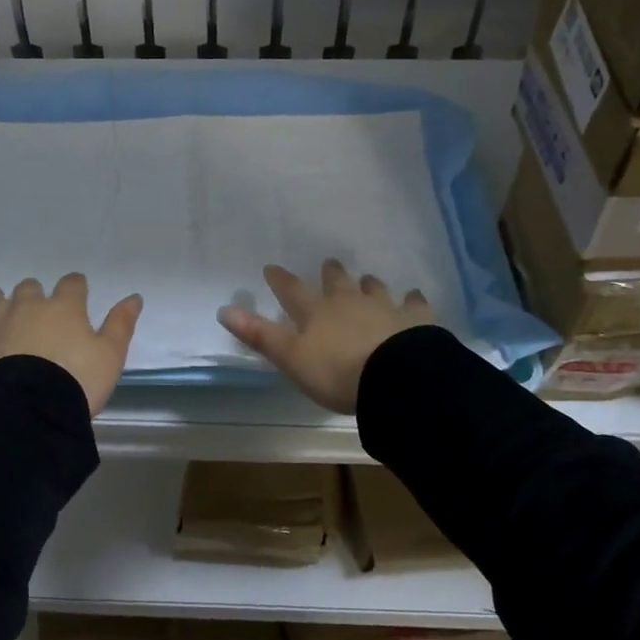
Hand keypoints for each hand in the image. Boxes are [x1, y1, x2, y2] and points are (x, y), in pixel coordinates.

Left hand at [0, 274, 142, 415]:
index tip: (79, 294)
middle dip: (36, 293)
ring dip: (0, 299)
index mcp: (65, 307)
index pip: (73, 284)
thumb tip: (135, 296)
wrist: (30, 409)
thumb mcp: (110, 356)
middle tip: (39, 308)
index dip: (76, 287)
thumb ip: (121, 324)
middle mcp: (29, 306)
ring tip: (0, 300)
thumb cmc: (76, 381)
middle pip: (31, 288)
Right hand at [218, 259, 434, 413]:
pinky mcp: (415, 320)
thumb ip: (259, 335)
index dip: (281, 280)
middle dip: (331, 274)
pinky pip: (414, 304)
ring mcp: (384, 308)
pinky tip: (414, 296)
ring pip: (374, 289)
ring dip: (369, 284)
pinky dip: (413, 300)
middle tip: (330, 263)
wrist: (395, 377)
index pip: (293, 291)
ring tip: (367, 279)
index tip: (272, 268)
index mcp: (317, 312)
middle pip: (338, 282)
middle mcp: (349, 302)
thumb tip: (223, 309)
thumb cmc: (336, 372)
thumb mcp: (290, 358)